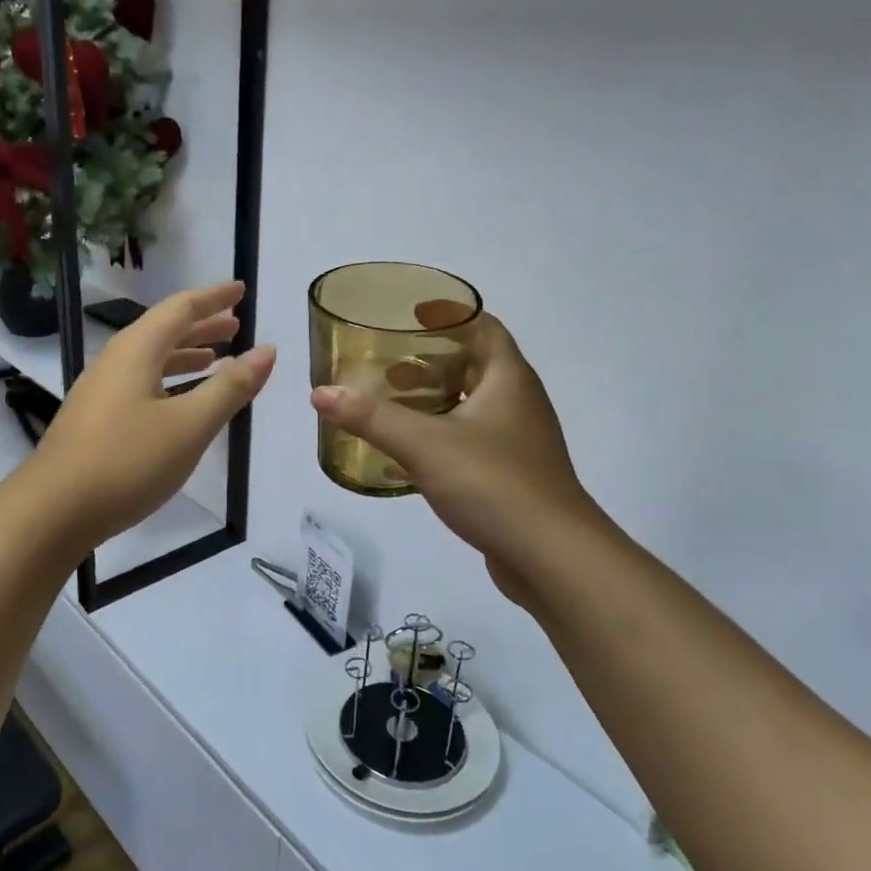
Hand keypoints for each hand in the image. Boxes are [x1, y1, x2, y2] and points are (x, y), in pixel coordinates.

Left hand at [26, 281, 275, 553]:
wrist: (53, 510)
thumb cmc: (128, 462)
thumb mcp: (190, 425)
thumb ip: (230, 387)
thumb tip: (267, 351)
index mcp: (137, 350)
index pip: (181, 308)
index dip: (214, 298)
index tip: (241, 290)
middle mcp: (115, 361)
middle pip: (163, 331)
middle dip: (202, 325)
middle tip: (236, 326)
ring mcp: (101, 390)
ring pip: (151, 359)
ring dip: (185, 355)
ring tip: (216, 359)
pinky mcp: (95, 418)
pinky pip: (140, 383)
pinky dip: (169, 381)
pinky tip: (180, 402)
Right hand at [310, 309, 589, 604]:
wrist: (551, 557)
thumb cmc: (493, 483)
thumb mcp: (424, 444)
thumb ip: (370, 417)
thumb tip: (319, 393)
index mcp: (508, 380)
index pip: (484, 327)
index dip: (451, 313)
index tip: (411, 312)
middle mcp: (517, 402)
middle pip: (474, 365)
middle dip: (430, 360)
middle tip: (386, 362)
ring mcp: (517, 441)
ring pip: (470, 405)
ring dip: (432, 399)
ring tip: (388, 403)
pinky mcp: (510, 475)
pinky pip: (469, 440)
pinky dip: (439, 435)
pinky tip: (407, 453)